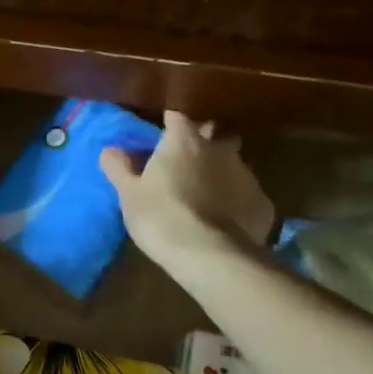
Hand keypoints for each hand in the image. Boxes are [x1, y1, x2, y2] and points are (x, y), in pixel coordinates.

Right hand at [100, 112, 275, 274]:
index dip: (172, 124)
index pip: (178, 119)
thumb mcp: (129, 194)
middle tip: (191, 161)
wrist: (208, 254)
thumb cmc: (160, 217)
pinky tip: (228, 220)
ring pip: (235, 164)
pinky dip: (238, 201)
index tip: (166, 131)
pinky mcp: (263, 203)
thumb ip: (120, 168)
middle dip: (206, 142)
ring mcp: (246, 174)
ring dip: (223, 173)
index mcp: (184, 141)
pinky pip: (248, 195)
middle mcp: (220, 149)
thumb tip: (110, 150)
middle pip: (216, 135)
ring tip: (210, 194)